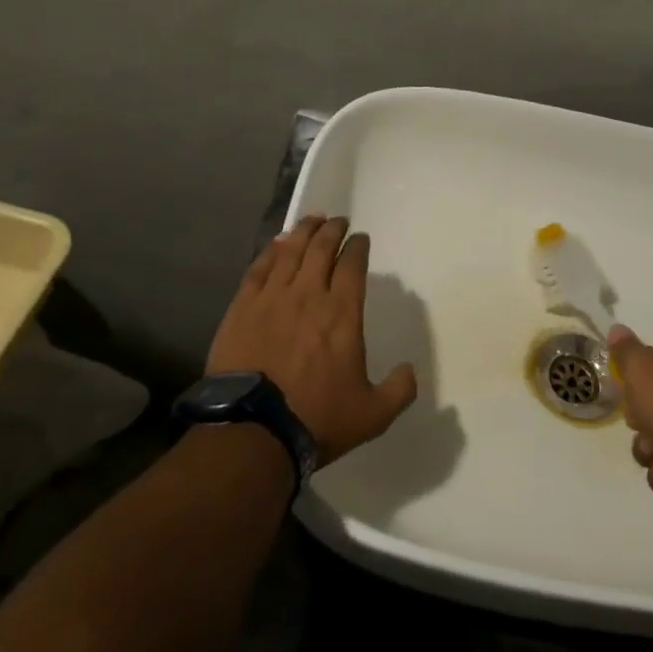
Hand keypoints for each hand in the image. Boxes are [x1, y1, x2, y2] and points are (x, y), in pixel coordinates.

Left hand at [206, 215, 417, 466]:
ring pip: (290, 252)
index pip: (353, 266)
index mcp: (342, 314)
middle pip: (322, 249)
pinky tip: (277, 243)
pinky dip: (271, 250)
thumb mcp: (372, 415)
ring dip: (303, 231)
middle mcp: (309, 295)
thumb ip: (399, 390)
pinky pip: (259, 268)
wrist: (253, 431)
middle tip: (338, 221)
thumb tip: (410, 370)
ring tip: (312, 220)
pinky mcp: (242, 307)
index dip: (358, 247)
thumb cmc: (316, 419)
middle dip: (333, 230)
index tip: (361, 239)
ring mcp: (272, 298)